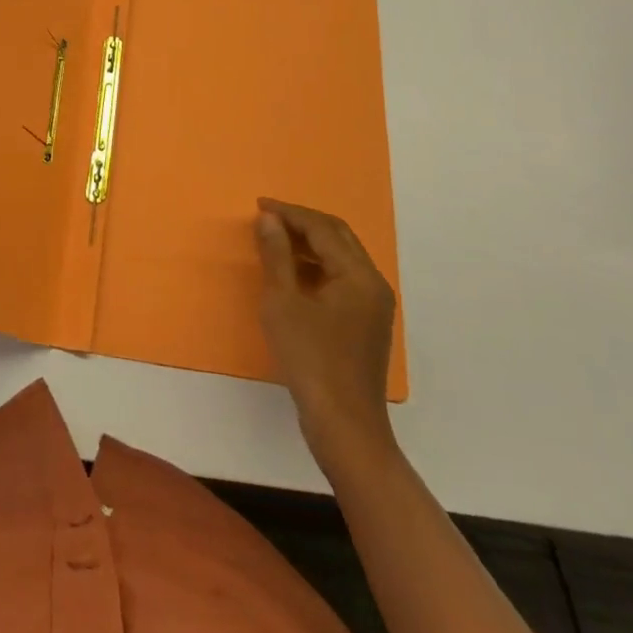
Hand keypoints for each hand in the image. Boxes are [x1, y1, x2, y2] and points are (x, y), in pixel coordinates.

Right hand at [256, 197, 398, 473]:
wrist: (345, 427)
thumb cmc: (311, 361)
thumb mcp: (283, 303)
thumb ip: (276, 255)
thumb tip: (268, 219)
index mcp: (358, 275)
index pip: (322, 228)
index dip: (289, 213)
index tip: (259, 205)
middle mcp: (373, 283)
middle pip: (337, 237)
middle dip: (302, 222)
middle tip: (267, 217)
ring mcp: (373, 305)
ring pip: (340, 257)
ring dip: (309, 244)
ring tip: (274, 241)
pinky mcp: (366, 323)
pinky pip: (341, 278)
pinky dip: (316, 267)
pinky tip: (291, 274)